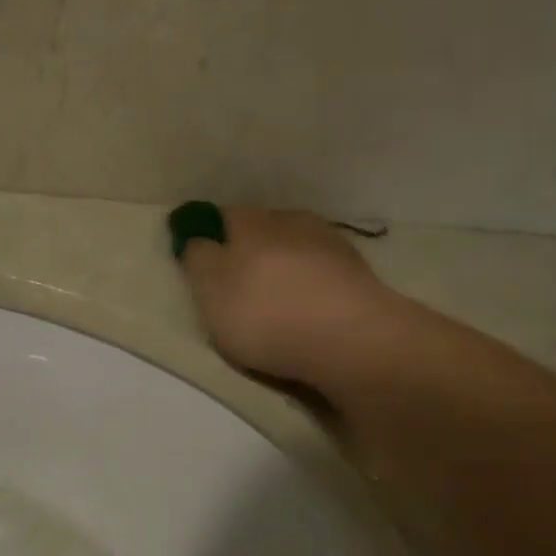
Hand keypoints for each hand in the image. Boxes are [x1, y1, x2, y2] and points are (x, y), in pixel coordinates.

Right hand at [177, 208, 409, 388]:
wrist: (351, 339)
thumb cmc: (266, 313)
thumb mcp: (210, 289)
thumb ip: (198, 259)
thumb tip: (197, 238)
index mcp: (251, 222)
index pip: (222, 216)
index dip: (209, 235)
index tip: (202, 257)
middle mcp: (291, 222)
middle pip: (261, 230)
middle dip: (248, 250)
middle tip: (236, 282)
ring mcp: (330, 245)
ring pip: (295, 248)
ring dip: (283, 267)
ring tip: (275, 298)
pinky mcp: (358, 274)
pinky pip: (322, 272)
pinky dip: (310, 285)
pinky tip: (307, 308)